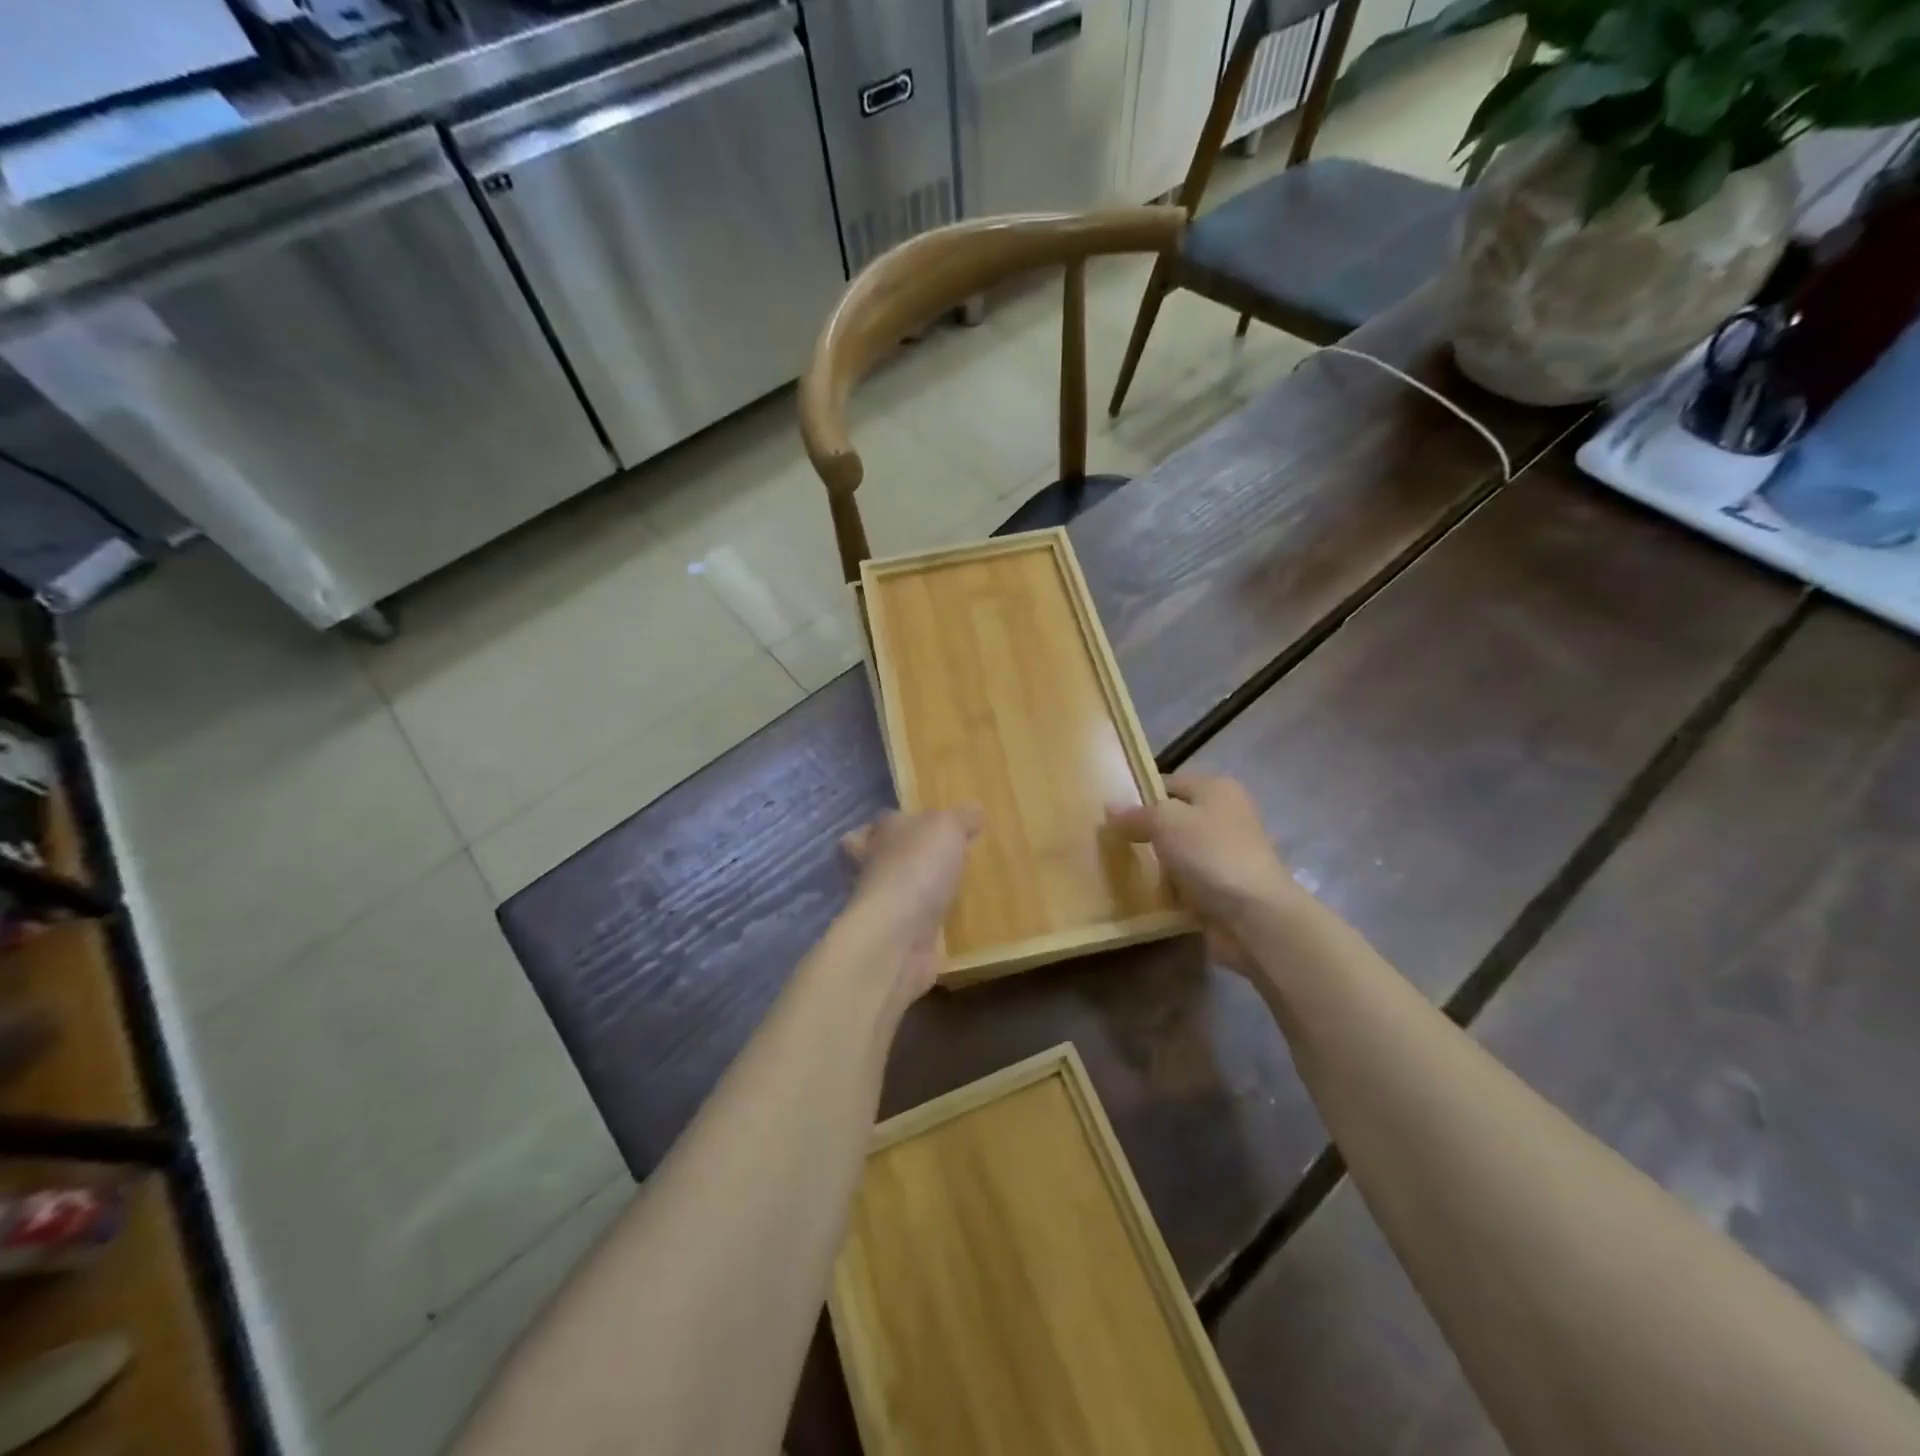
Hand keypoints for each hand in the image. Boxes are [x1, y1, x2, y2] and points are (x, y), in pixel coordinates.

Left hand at [840, 807, 982, 999]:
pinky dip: (931, 925)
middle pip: (881, 858)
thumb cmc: (917, 867)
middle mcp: (875, 868)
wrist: (898, 935)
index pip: (880, 823)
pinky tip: (956, 923)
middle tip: (941, 859)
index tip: (923, 825)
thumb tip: (975, 809)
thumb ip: (960, 818)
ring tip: (956, 890)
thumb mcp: (945, 827)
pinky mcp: (897, 938)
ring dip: (920, 893)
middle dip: (905, 858)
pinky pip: (916, 926)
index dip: (898, 822)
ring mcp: (883, 906)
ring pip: (899, 893)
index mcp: (881, 834)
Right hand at [1107, 774, 1298, 973]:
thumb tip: (1110, 809)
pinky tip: (1146, 894)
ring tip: (1122, 869)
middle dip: (1146, 832)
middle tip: (1111, 843)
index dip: (1140, 795)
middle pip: (1174, 819)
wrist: (1254, 916)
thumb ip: (1136, 814)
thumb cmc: (1210, 854)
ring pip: (1179, 853)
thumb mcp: (1165, 822)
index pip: (1169, 783)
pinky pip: (1187, 882)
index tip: (1110, 814)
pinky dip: (1169, 889)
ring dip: (1157, 864)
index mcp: (1216, 789)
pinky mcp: (1224, 888)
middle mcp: (1225, 816)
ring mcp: (1226, 854)